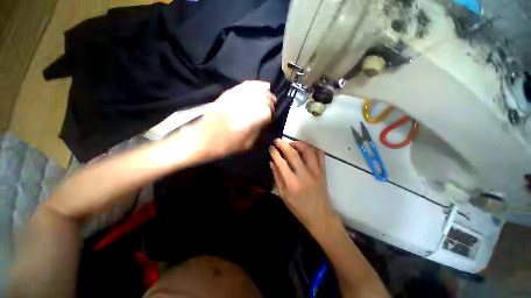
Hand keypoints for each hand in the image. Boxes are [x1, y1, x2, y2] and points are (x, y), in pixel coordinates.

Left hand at [191, 81, 275, 157]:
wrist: (204, 138)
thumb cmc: (227, 145)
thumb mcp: (249, 144)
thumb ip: (261, 131)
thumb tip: (267, 120)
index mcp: (252, 120)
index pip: (269, 110)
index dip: (272, 113)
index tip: (270, 118)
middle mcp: (246, 105)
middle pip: (265, 97)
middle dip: (270, 102)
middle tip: (270, 108)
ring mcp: (237, 97)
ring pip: (257, 88)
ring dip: (265, 92)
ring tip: (267, 96)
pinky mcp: (229, 93)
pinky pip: (246, 84)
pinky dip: (255, 84)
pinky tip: (259, 87)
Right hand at [269, 139, 338, 234]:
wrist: (319, 215)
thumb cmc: (298, 207)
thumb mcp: (283, 195)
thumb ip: (277, 177)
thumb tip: (272, 162)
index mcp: (292, 183)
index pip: (281, 162)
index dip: (275, 153)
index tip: (271, 147)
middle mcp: (304, 174)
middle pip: (293, 153)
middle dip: (283, 144)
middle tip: (278, 140)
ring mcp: (316, 172)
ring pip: (308, 150)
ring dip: (298, 144)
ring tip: (292, 144)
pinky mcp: (323, 172)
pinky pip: (320, 155)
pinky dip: (313, 149)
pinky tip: (307, 149)